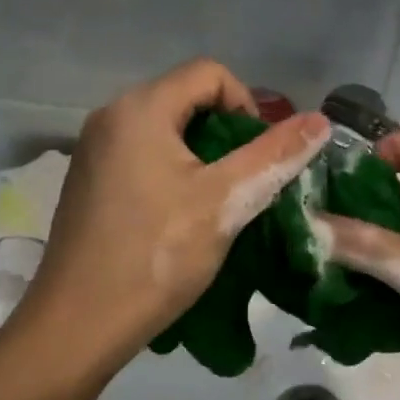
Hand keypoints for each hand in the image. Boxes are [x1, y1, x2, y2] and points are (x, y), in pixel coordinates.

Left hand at [7, 60, 328, 377]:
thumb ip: (275, 155)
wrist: (79, 325)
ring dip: (205, 158)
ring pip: (168, 132)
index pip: (210, 73)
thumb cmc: (156, 256)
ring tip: (220, 203)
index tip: (260, 156)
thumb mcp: (226, 201)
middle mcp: (111, 117)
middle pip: (188, 99)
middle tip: (246, 182)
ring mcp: (94, 151)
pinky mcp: (90, 182)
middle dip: (228, 134)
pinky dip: (175, 174)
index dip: (248, 105)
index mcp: (140, 109)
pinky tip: (182, 218)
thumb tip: (321, 120)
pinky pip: (144, 157)